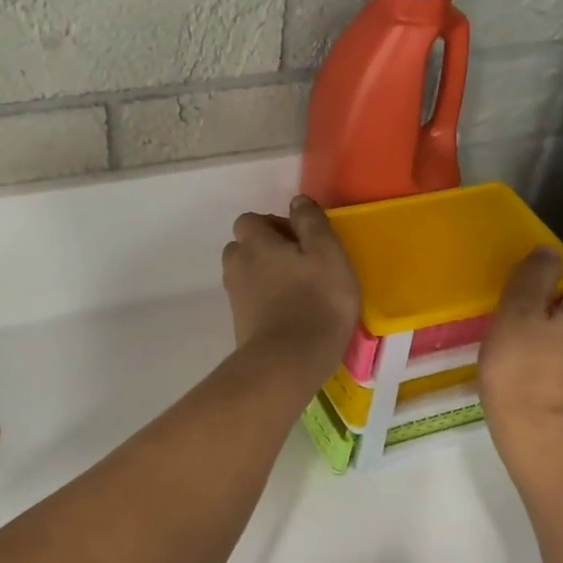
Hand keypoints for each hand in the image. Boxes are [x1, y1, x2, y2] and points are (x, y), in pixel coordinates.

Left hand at [222, 196, 360, 375]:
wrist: (288, 362)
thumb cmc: (316, 302)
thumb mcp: (328, 253)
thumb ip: (311, 222)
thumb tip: (297, 200)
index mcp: (256, 243)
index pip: (251, 220)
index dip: (274, 225)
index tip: (302, 241)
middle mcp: (238, 265)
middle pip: (244, 247)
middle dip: (267, 250)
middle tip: (301, 265)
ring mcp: (235, 297)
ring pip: (246, 275)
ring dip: (265, 276)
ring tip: (297, 290)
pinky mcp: (239, 323)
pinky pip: (250, 301)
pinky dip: (265, 301)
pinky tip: (290, 314)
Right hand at [480, 252, 562, 458]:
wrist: (542, 441)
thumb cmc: (526, 371)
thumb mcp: (517, 315)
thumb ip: (532, 279)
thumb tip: (550, 252)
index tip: (552, 272)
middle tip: (526, 302)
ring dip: (560, 329)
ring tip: (521, 335)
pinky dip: (557, 354)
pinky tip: (527, 365)